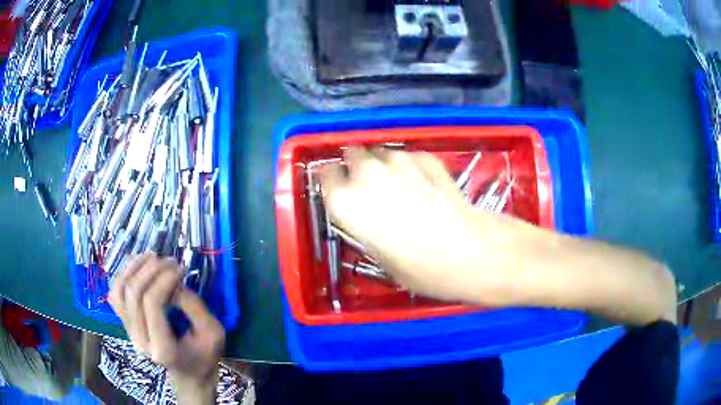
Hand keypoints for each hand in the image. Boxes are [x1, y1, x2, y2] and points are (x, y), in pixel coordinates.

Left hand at [109, 253, 223, 402]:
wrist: (189, 374)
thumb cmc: (204, 356)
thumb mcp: (213, 333)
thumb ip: (193, 306)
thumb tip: (173, 280)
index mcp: (163, 349)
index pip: (152, 304)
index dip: (164, 279)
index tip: (180, 268)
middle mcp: (140, 341)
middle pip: (133, 294)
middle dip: (150, 269)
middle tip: (169, 260)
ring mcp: (130, 332)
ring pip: (119, 291)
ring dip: (133, 268)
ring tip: (150, 256)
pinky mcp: (126, 325)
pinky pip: (115, 294)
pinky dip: (123, 275)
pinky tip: (137, 266)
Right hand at [320, 147, 675, 324]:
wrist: (481, 253)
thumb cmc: (430, 271)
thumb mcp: (387, 263)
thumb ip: (367, 231)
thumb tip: (364, 217)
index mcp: (352, 203)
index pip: (326, 176)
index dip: (332, 182)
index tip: (338, 190)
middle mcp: (371, 174)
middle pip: (352, 154)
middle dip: (355, 168)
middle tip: (368, 188)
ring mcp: (404, 162)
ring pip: (381, 151)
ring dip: (382, 164)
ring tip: (395, 185)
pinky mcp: (431, 161)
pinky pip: (407, 156)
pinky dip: (406, 165)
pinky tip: (418, 183)